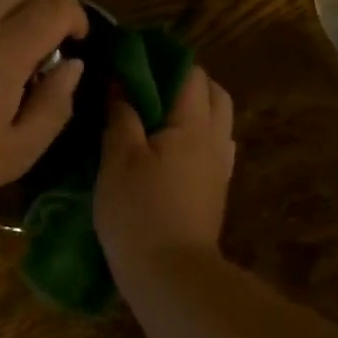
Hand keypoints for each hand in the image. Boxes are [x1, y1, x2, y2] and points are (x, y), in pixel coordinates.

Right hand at [95, 65, 235, 277]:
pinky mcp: (216, 191)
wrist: (172, 278)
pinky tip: (168, 148)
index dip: (163, 60)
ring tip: (157, 115)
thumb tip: (121, 83)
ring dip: (194, 108)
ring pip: (218, 120)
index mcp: (193, 124)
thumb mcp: (118, 158)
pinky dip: (196, 135)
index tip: (133, 60)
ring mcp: (220, 167)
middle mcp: (215, 139)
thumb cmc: (139, 212)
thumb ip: (121, 115)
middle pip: (213, 93)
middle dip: (186, 81)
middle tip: (148, 86)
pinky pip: (214, 146)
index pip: (190, 73)